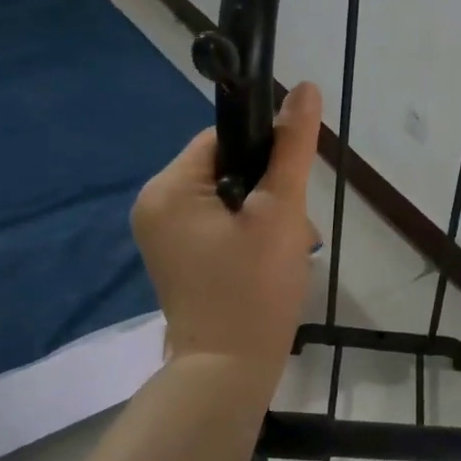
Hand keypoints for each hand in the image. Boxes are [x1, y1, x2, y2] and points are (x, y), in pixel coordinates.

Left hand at [132, 83, 323, 367]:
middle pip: (225, 168)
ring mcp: (162, 235)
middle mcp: (154, 205)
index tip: (289, 187)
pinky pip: (216, 223)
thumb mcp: (280, 211)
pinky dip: (246, 232)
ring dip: (261, 213)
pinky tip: (267, 259)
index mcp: (168, 188)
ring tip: (284, 248)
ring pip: (225, 197)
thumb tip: (305, 87)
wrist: (229, 373)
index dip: (264, 154)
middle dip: (267, 191)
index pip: (222, 139)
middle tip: (291, 227)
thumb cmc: (254, 289)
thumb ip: (292, 147)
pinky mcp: (176, 257)